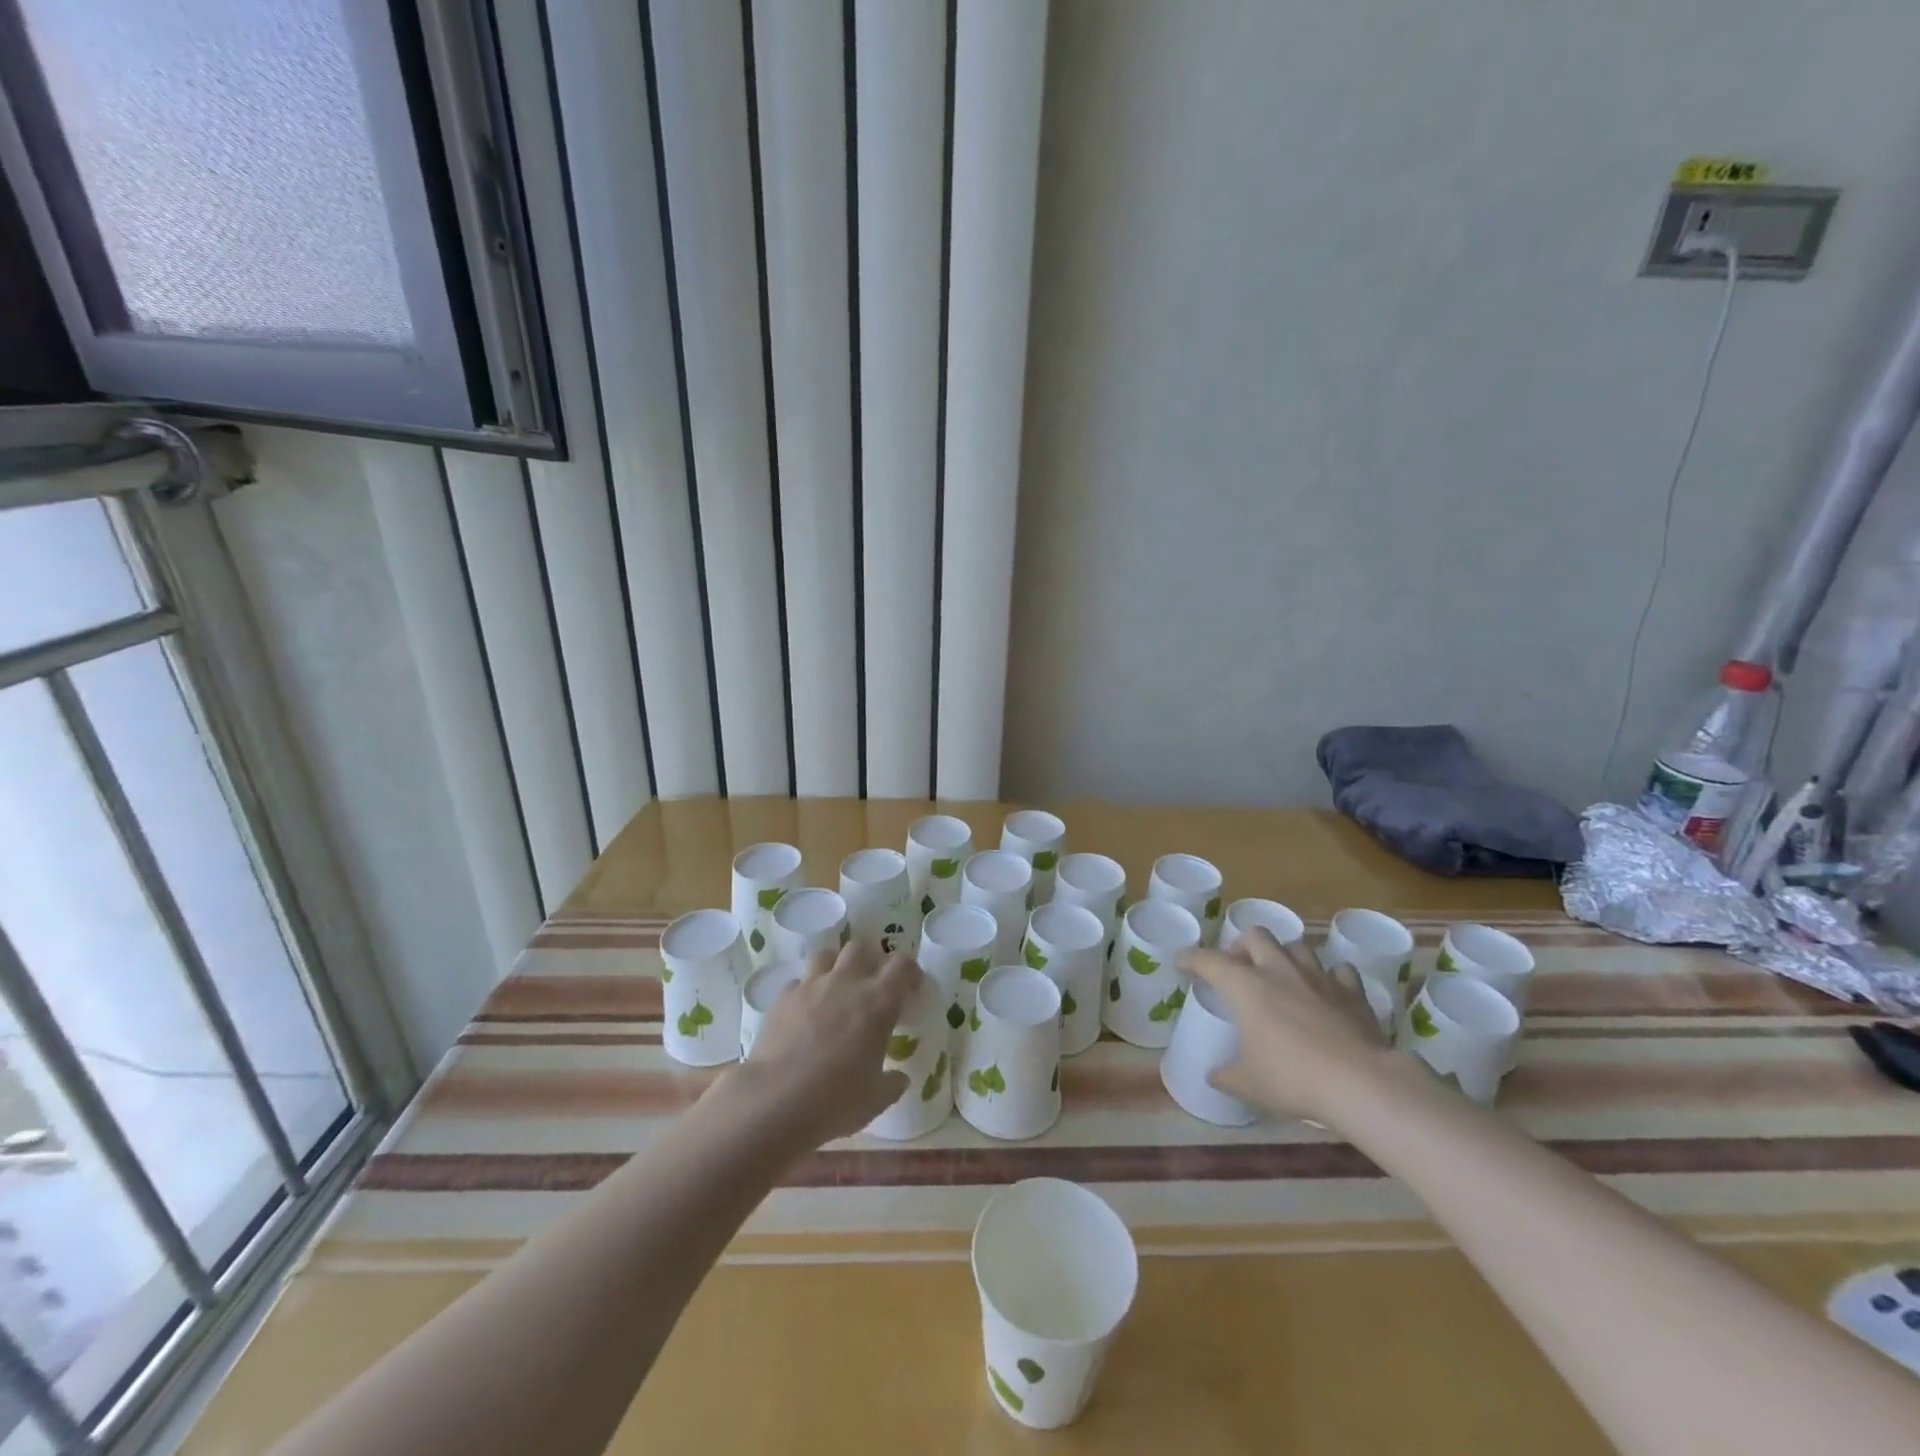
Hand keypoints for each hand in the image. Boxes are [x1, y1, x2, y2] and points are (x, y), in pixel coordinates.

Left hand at [736, 941, 918, 1146]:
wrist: (776, 1100)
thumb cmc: (836, 1099)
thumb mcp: (876, 1099)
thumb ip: (892, 1083)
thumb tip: (900, 1079)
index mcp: (878, 1002)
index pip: (902, 965)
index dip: (909, 971)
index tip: (910, 988)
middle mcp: (847, 983)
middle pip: (861, 947)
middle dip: (869, 960)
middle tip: (870, 985)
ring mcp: (812, 986)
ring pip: (827, 955)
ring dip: (835, 967)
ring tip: (836, 991)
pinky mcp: (783, 998)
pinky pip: (799, 983)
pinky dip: (806, 992)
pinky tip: (804, 1014)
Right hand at [1179, 927, 1390, 1124]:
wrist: (1360, 1083)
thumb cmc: (1292, 1078)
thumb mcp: (1248, 1084)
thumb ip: (1226, 1075)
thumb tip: (1213, 1076)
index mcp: (1246, 986)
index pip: (1208, 960)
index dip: (1191, 958)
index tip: (1181, 963)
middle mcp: (1279, 970)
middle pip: (1256, 935)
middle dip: (1243, 945)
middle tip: (1239, 967)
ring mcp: (1318, 977)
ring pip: (1297, 945)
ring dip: (1285, 955)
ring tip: (1282, 975)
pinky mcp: (1352, 992)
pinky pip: (1339, 971)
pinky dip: (1330, 977)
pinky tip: (1328, 992)